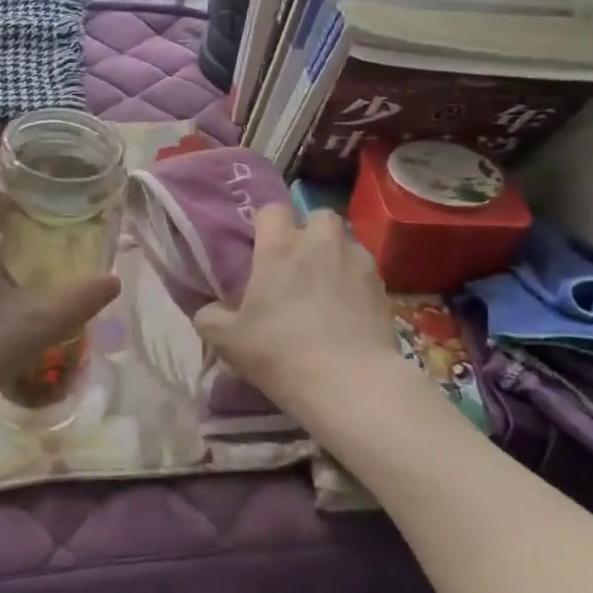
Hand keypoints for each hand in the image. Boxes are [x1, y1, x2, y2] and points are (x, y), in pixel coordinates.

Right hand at [194, 204, 396, 410]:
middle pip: (317, 216)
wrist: (349, 382)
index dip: (265, 224)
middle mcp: (321, 242)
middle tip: (297, 263)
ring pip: (345, 241)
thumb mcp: (228, 341)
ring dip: (334, 254)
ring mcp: (357, 260)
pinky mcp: (382, 285)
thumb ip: (210, 317)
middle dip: (308, 232)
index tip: (260, 247)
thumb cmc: (280, 352)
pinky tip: (348, 308)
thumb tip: (210, 310)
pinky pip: (364, 270)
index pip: (272, 209)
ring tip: (326, 286)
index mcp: (280, 246)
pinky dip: (355, 281)